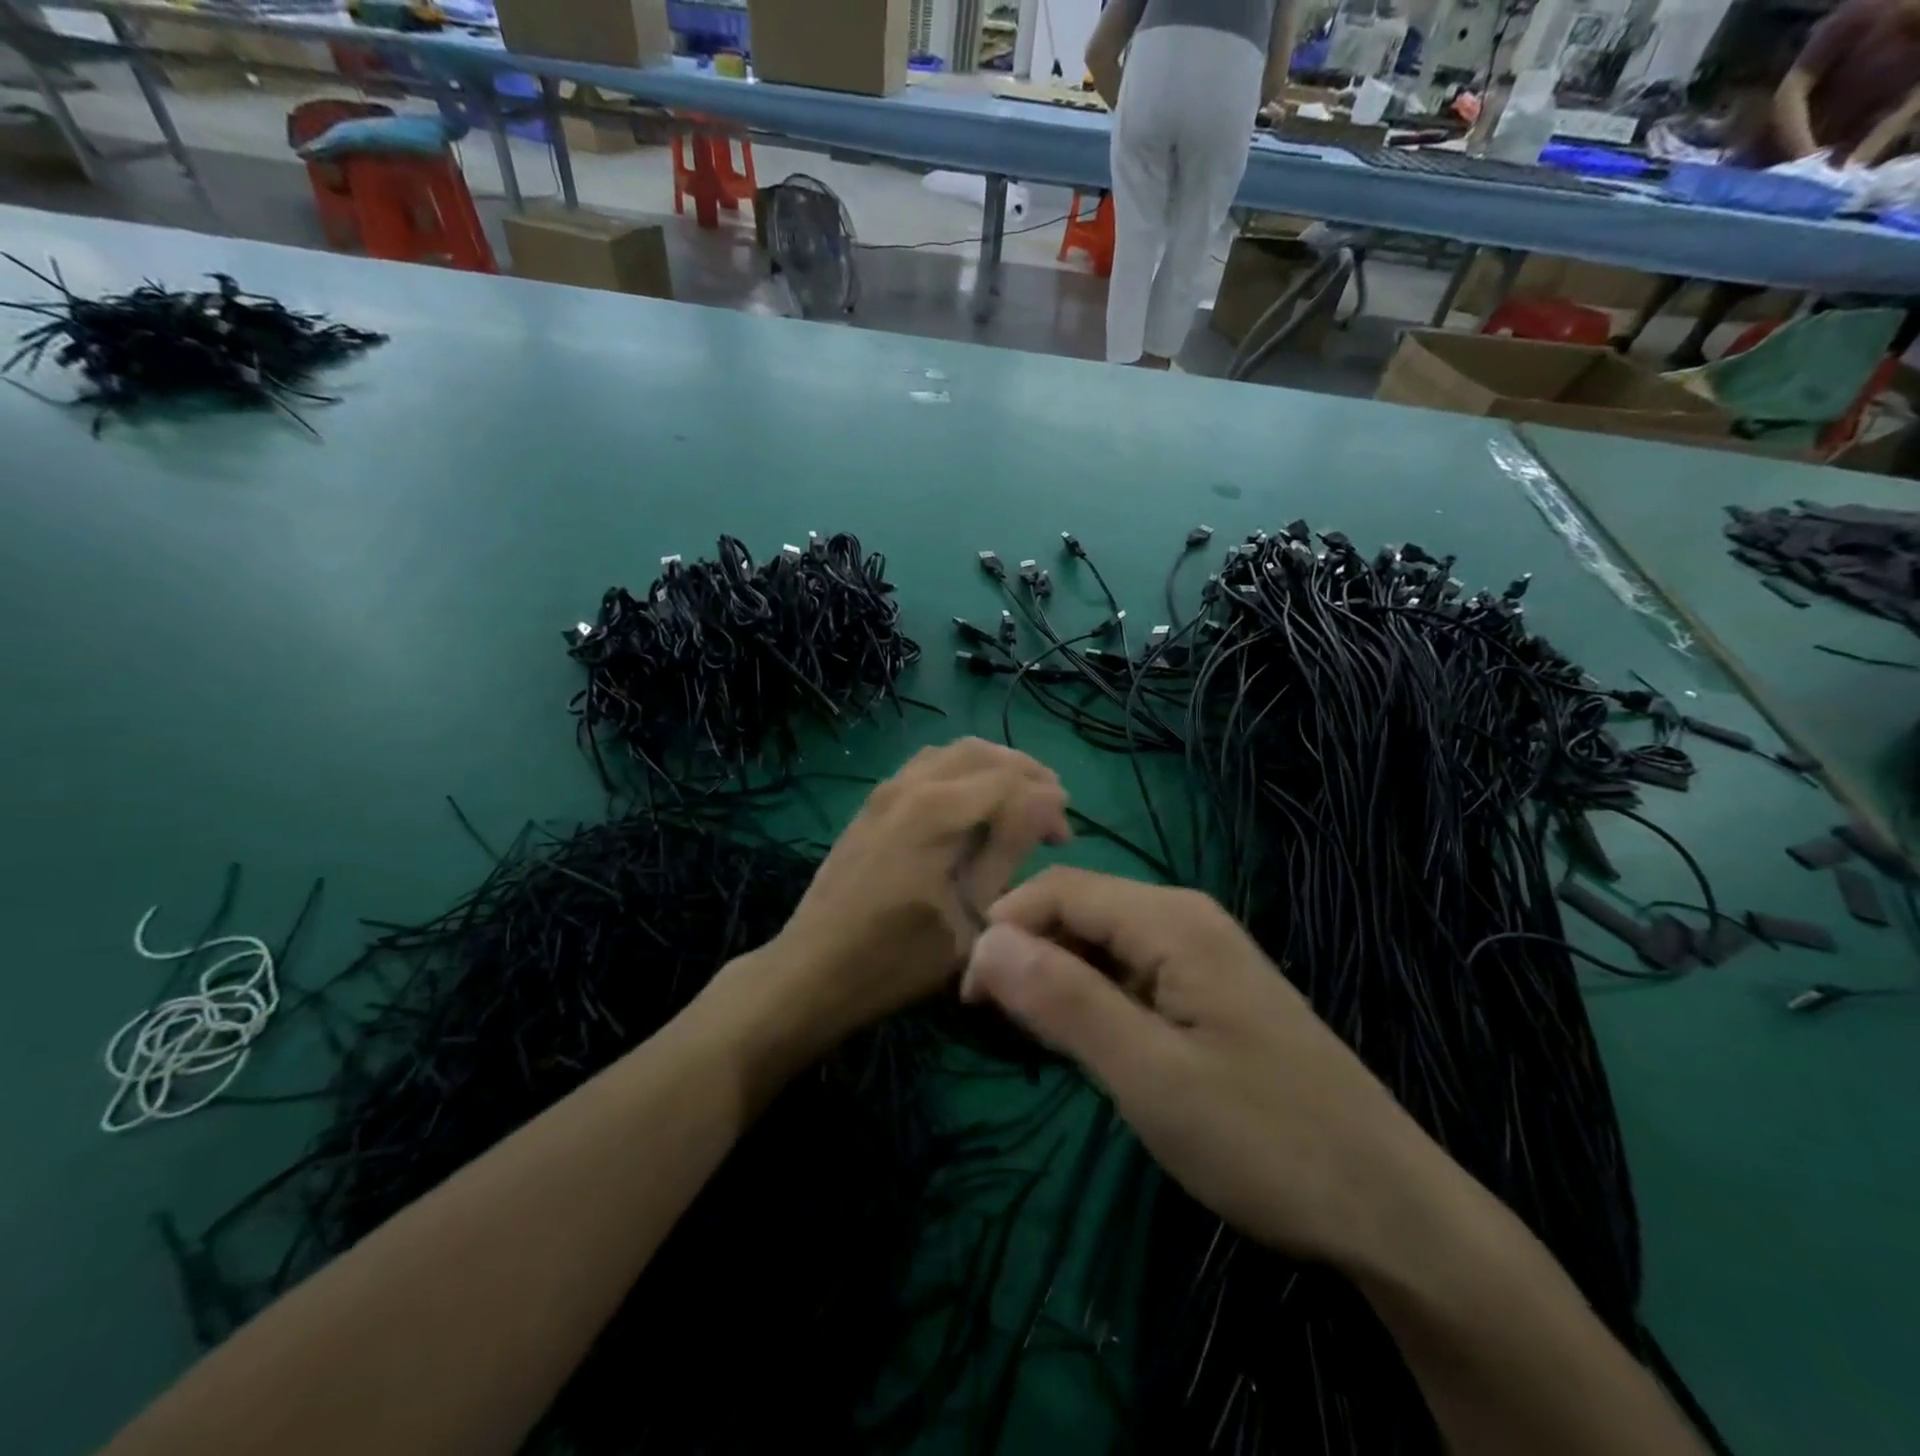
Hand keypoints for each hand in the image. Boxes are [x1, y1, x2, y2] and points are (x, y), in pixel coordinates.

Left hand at [752, 738, 1069, 1050]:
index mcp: (938, 809)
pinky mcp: (873, 803)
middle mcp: (911, 784)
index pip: (1011, 781)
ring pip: (953, 752)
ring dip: (993, 767)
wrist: (815, 969)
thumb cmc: (899, 956)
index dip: (1048, 802)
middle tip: (1050, 809)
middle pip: (983, 752)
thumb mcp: (970, 914)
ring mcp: (886, 790)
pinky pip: (926, 765)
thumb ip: (1009, 849)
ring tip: (1018, 800)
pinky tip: (972, 802)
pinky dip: (961, 771)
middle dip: (1025, 773)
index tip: (1064, 839)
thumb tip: (1047, 803)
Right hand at [961, 867, 1431, 1266]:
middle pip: (1079, 909)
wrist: (1384, 1205)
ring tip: (1030, 1037)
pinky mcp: (1206, 990)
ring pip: (1101, 942)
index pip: (1059, 889)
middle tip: (994, 1024)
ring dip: (1056, 978)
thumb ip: (1063, 1000)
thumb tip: (984, 942)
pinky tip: (1083, 1041)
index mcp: (1170, 919)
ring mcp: (1199, 953)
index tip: (966, 994)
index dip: (1004, 928)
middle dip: (1027, 953)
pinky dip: (1092, 997)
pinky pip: (1129, 972)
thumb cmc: (1261, 1138)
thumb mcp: (1148, 1074)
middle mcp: (1184, 918)